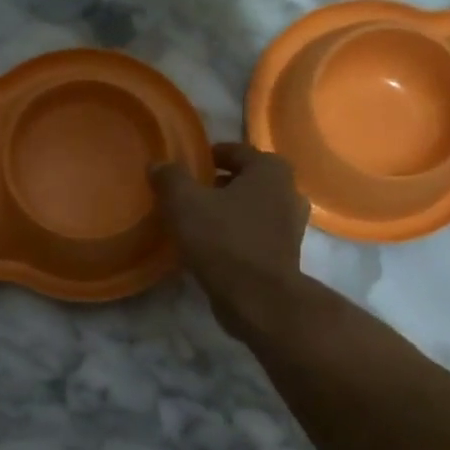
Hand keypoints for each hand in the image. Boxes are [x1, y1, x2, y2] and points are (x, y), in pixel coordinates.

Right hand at [151, 142, 308, 324]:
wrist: (258, 298)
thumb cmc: (223, 240)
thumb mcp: (184, 203)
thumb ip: (170, 178)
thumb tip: (158, 165)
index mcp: (270, 169)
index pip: (234, 151)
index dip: (208, 156)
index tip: (186, 167)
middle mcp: (288, 191)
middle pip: (245, 180)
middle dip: (217, 185)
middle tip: (187, 195)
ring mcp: (290, 226)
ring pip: (250, 209)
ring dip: (226, 212)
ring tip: (196, 222)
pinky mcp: (284, 255)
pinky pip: (254, 235)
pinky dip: (235, 236)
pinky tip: (210, 247)